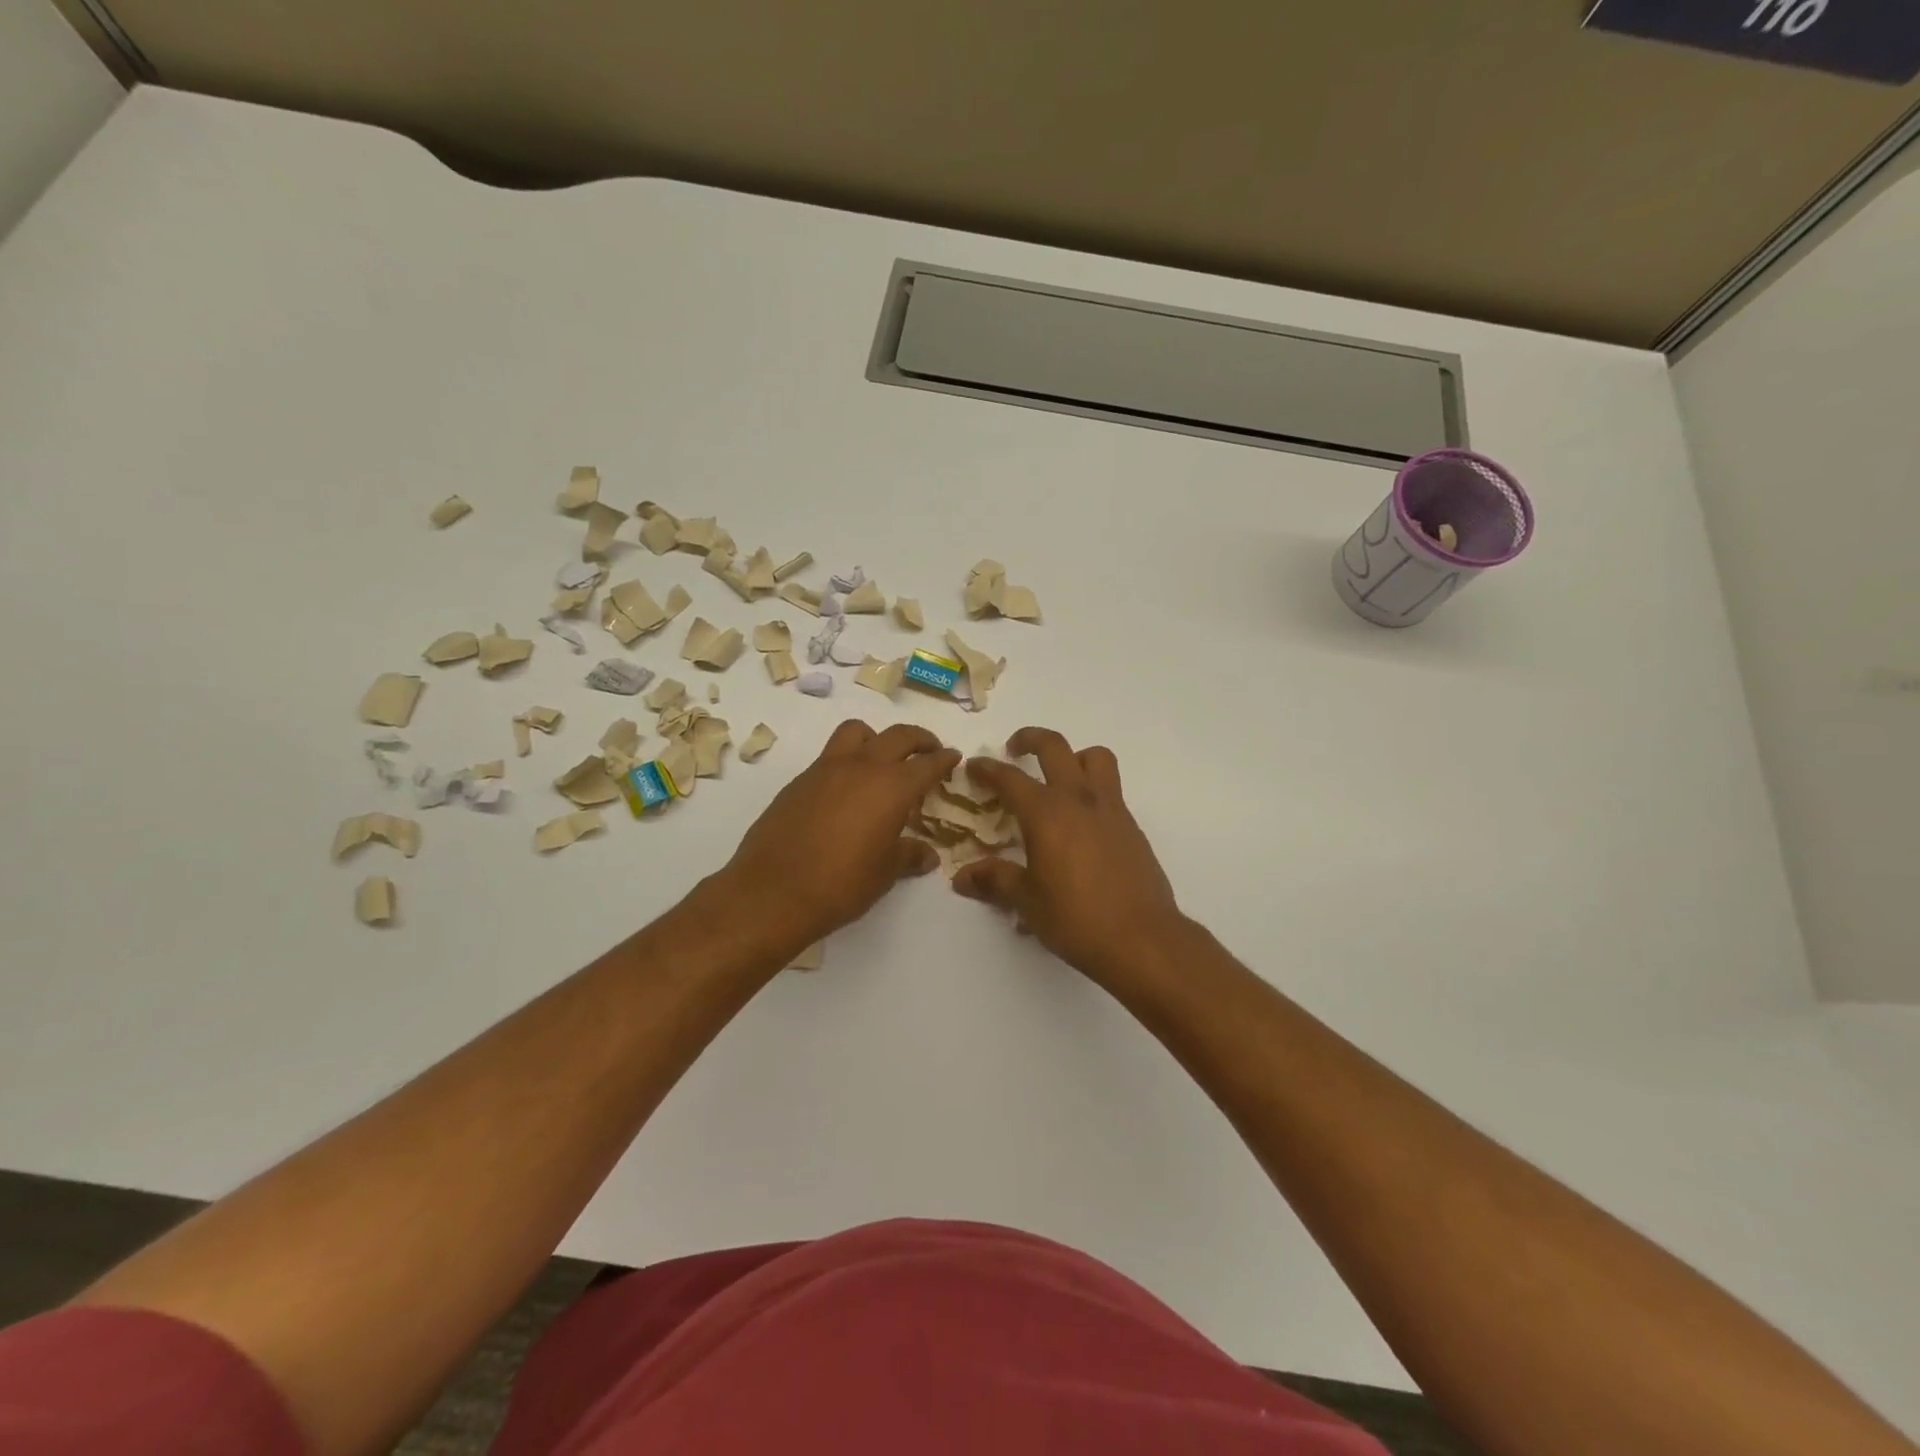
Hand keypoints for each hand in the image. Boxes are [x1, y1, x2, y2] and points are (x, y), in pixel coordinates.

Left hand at [716, 720, 958, 956]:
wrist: (772, 892)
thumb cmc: (841, 884)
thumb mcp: (884, 873)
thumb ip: (909, 856)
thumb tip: (928, 855)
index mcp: (892, 787)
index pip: (927, 763)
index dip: (945, 759)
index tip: (954, 758)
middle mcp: (861, 767)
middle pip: (898, 736)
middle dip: (920, 739)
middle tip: (929, 751)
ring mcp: (826, 770)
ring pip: (856, 732)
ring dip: (876, 738)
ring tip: (882, 761)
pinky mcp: (799, 781)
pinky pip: (830, 757)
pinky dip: (846, 762)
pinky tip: (845, 792)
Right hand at [953, 728, 1184, 984]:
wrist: (1141, 938)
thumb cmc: (1076, 918)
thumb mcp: (1026, 901)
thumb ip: (995, 881)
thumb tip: (962, 878)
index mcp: (1046, 813)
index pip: (1009, 778)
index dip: (987, 769)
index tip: (973, 766)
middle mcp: (1079, 799)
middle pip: (1055, 747)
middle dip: (1030, 739)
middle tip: (1014, 751)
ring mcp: (1110, 809)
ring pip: (1095, 758)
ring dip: (1073, 756)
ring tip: (1058, 777)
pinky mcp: (1131, 826)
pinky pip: (1110, 789)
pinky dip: (1092, 790)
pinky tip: (1080, 824)